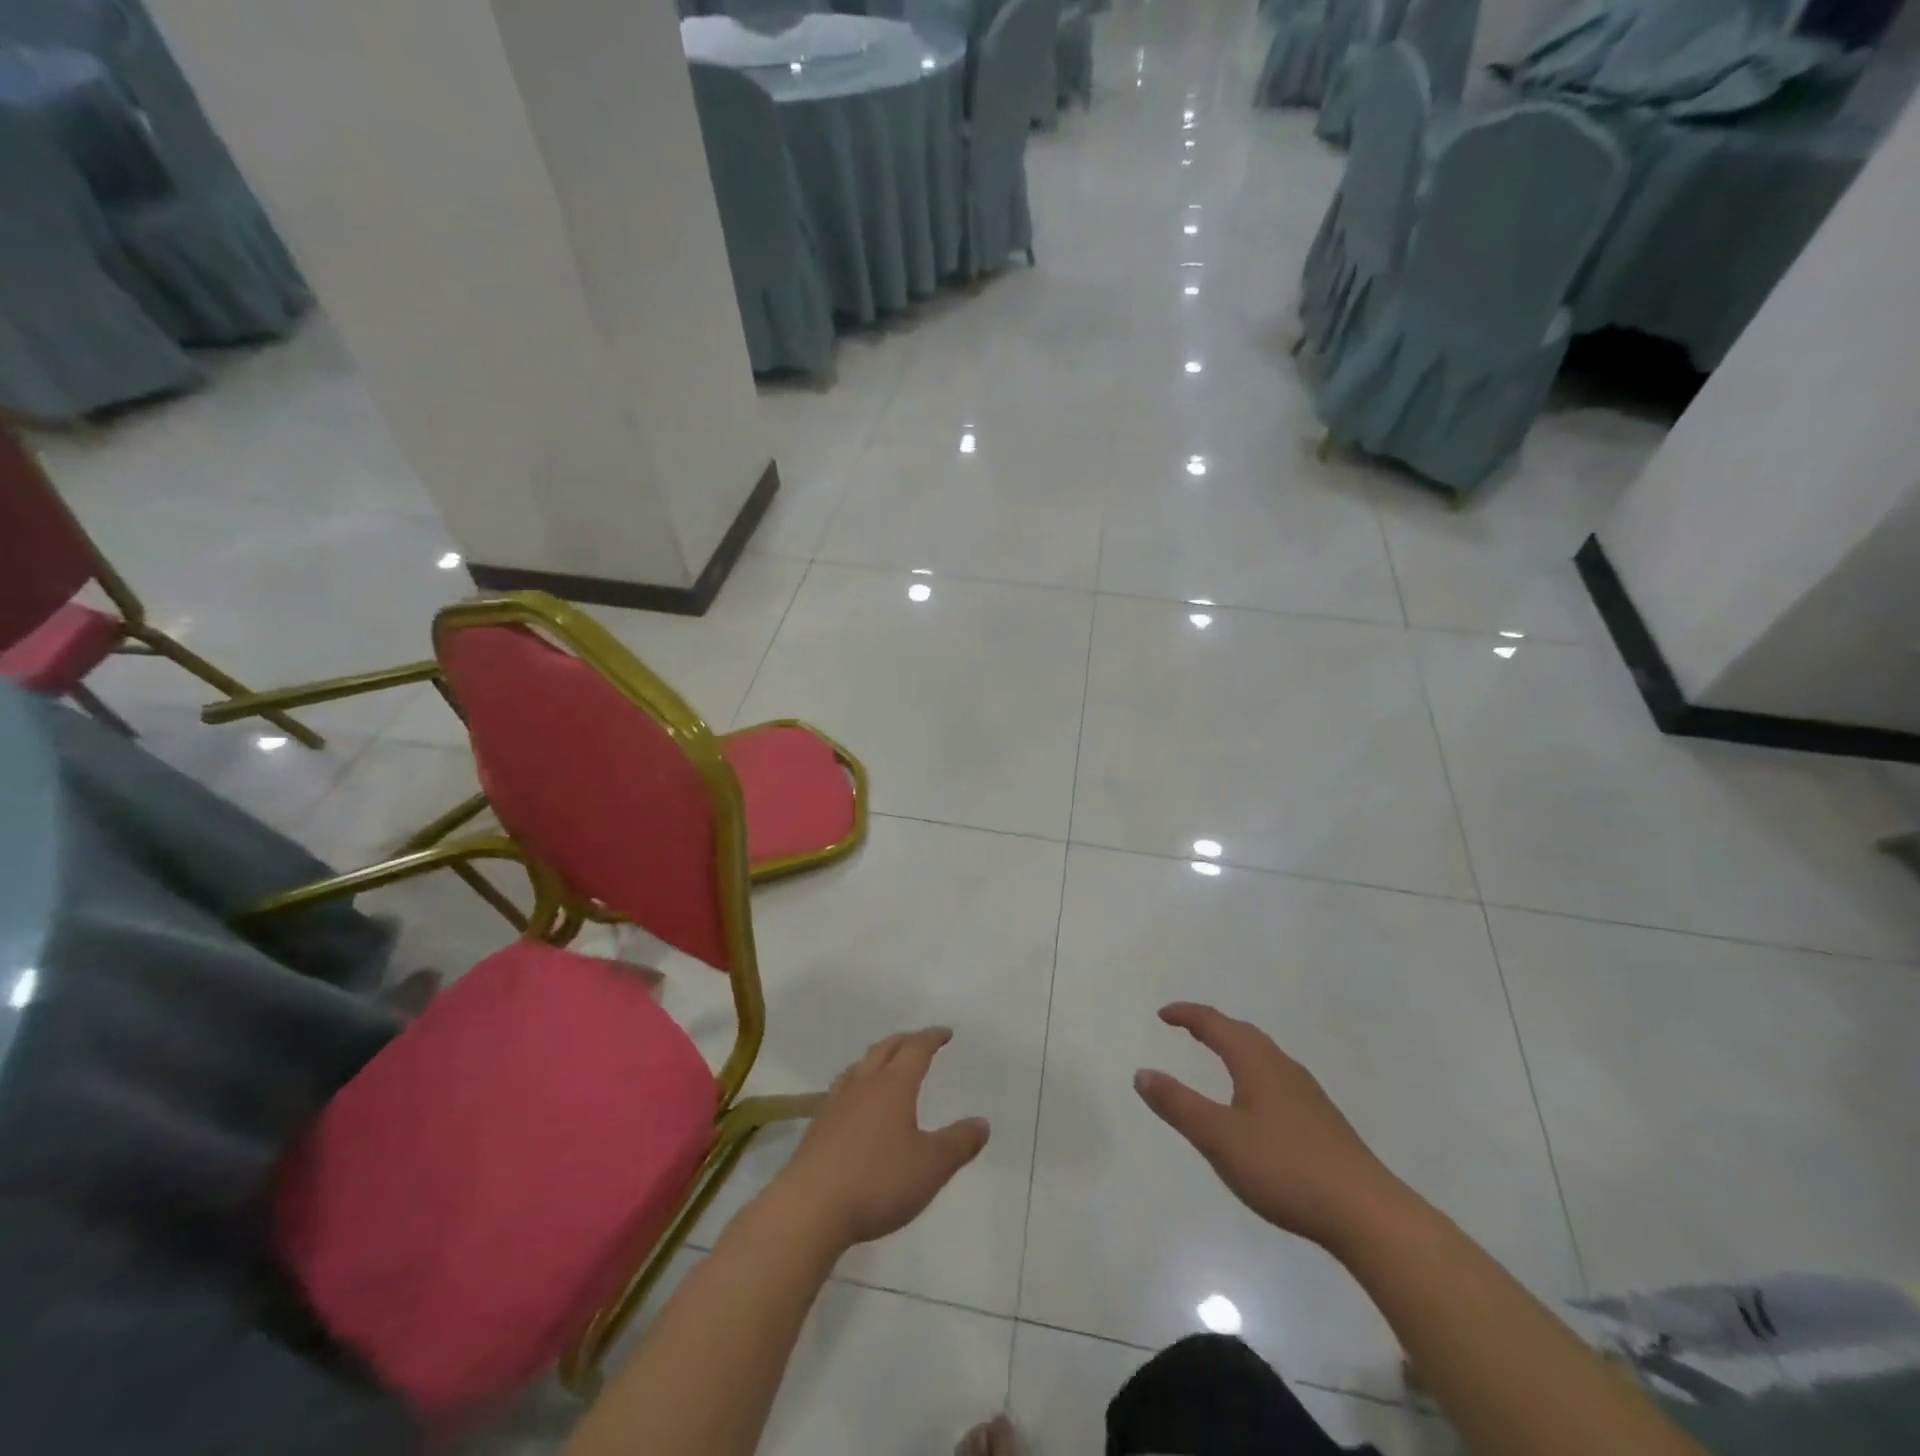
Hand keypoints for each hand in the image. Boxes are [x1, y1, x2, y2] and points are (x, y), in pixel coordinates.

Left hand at [775, 1028, 989, 1248]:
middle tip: (918, 1041)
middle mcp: (864, 1084)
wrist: (810, 1208)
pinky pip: (843, 1089)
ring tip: (886, 1065)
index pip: (916, 1049)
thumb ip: (959, 1143)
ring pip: (860, 1067)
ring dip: (877, 1058)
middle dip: (904, 1041)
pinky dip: (857, 1083)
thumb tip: (982, 1122)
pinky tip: (856, 1103)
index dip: (932, 1038)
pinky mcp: (818, 1126)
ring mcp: (836, 1103)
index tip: (944, 1033)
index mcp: (894, 1085)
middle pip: (885, 1049)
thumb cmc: (878, 1181)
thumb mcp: (931, 1166)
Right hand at [1135, 1003, 1401, 1249]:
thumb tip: (1142, 1073)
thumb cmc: (1285, 1168)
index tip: (1163, 1014)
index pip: (1216, 1025)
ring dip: (1236, 1047)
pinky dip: (1254, 1072)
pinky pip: (1277, 1078)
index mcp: (1256, 1063)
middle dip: (1212, 1026)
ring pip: (1264, 1056)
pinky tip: (1256, 1102)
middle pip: (1243, 1034)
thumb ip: (1178, 1105)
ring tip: (1218, 1056)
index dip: (1187, 1015)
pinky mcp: (1322, 1121)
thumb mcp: (1219, 1138)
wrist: (1367, 1214)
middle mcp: (1283, 1068)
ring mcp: (1307, 1094)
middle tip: (1187, 1027)